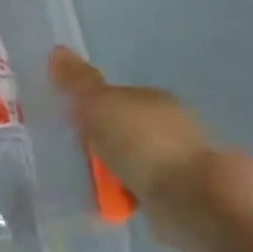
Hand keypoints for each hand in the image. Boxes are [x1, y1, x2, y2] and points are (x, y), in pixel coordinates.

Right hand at [50, 48, 221, 251]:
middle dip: (101, 139)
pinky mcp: (180, 195)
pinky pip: (140, 190)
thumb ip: (77, 83)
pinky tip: (106, 202)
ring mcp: (177, 162)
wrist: (194, 198)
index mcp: (153, 99)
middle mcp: (169, 125)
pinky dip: (124, 193)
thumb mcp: (99, 106)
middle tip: (69, 153)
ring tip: (84, 182)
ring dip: (113, 169)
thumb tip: (58, 50)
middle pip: (124, 128)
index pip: (116, 97)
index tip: (66, 123)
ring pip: (133, 160)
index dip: (90, 108)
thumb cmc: (142, 143)